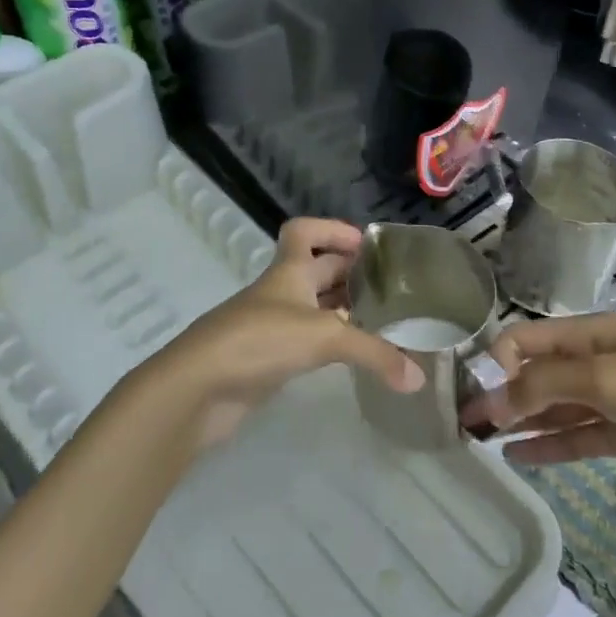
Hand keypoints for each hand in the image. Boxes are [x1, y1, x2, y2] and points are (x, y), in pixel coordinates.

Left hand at [128, 218, 421, 449]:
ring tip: (381, 321)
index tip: (366, 245)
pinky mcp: (266, 358)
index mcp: (288, 271)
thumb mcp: (324, 338)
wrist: (198, 387)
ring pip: (312, 307)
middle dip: (349, 273)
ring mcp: (270, 325)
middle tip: (389, 287)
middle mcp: (279, 292)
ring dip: (341, 310)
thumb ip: (374, 354)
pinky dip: (328, 344)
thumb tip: (417, 379)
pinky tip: (351, 356)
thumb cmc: (259, 341)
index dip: (332, 229)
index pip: (303, 230)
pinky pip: (304, 341)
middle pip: (315, 269)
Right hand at [461, 313, 615, 496]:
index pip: (525, 340)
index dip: (492, 364)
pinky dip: (550, 445)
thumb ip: (545, 386)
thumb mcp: (609, 379)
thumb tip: (489, 398)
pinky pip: (581, 437)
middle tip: (461, 426)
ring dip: (520, 421)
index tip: (466, 397)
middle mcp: (597, 361)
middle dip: (499, 395)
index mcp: (591, 334)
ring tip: (480, 443)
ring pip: (555, 408)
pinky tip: (519, 456)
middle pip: (537, 375)